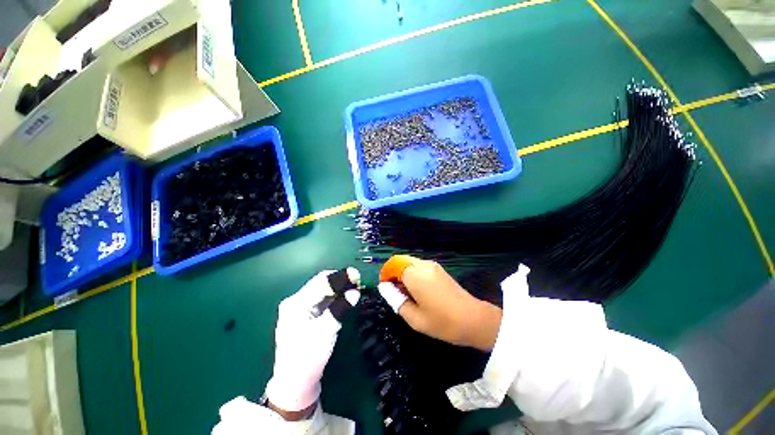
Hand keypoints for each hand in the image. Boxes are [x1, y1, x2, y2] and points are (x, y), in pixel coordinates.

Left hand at [265, 270, 359, 418]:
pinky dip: (334, 297)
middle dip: (340, 281)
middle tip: (358, 282)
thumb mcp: (325, 332)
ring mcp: (300, 310)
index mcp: (296, 303)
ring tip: (354, 288)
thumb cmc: (307, 358)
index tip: (357, 275)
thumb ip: (340, 309)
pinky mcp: (306, 317)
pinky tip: (344, 299)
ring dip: (338, 288)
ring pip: (322, 291)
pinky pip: (322, 300)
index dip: (340, 276)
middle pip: (320, 284)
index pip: (321, 281)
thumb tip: (355, 292)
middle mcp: (296, 302)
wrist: (294, 385)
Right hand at [378, 257, 502, 350]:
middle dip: (394, 273)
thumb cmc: (442, 322)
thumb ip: (396, 300)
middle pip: (401, 260)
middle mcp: (423, 265)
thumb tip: (384, 287)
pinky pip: (419, 266)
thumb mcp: (414, 318)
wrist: (474, 319)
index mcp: (415, 275)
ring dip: (403, 273)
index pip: (394, 264)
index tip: (385, 288)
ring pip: (410, 262)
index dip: (386, 274)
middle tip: (394, 292)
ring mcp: (432, 265)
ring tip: (405, 293)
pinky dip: (412, 273)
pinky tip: (417, 290)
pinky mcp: (439, 269)